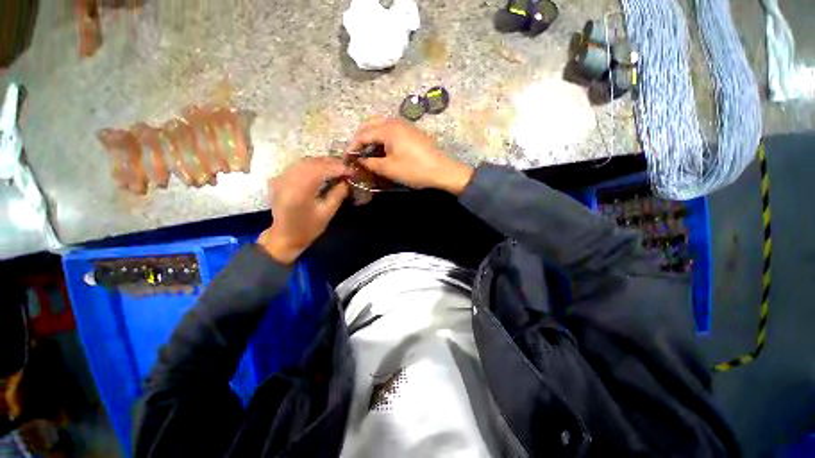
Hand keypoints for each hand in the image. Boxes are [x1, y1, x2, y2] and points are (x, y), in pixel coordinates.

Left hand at [258, 157, 350, 263]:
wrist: (284, 236)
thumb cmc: (308, 229)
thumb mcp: (327, 214)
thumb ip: (337, 195)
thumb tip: (347, 181)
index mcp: (299, 192)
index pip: (320, 171)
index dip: (337, 168)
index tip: (351, 170)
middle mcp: (287, 181)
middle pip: (311, 163)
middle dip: (330, 163)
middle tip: (346, 168)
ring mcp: (281, 178)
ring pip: (304, 161)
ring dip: (322, 162)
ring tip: (336, 167)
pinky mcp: (279, 179)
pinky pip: (297, 166)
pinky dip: (311, 165)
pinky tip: (321, 169)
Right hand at [347, 117, 473, 193]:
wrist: (442, 171)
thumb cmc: (414, 170)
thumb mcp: (389, 169)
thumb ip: (370, 163)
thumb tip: (359, 160)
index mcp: (388, 128)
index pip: (363, 134)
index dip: (353, 146)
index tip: (347, 158)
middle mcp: (395, 122)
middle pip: (371, 125)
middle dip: (362, 139)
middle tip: (357, 154)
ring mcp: (405, 126)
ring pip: (382, 127)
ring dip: (373, 139)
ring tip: (369, 154)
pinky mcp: (412, 133)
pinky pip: (392, 132)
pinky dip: (384, 140)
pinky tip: (384, 151)